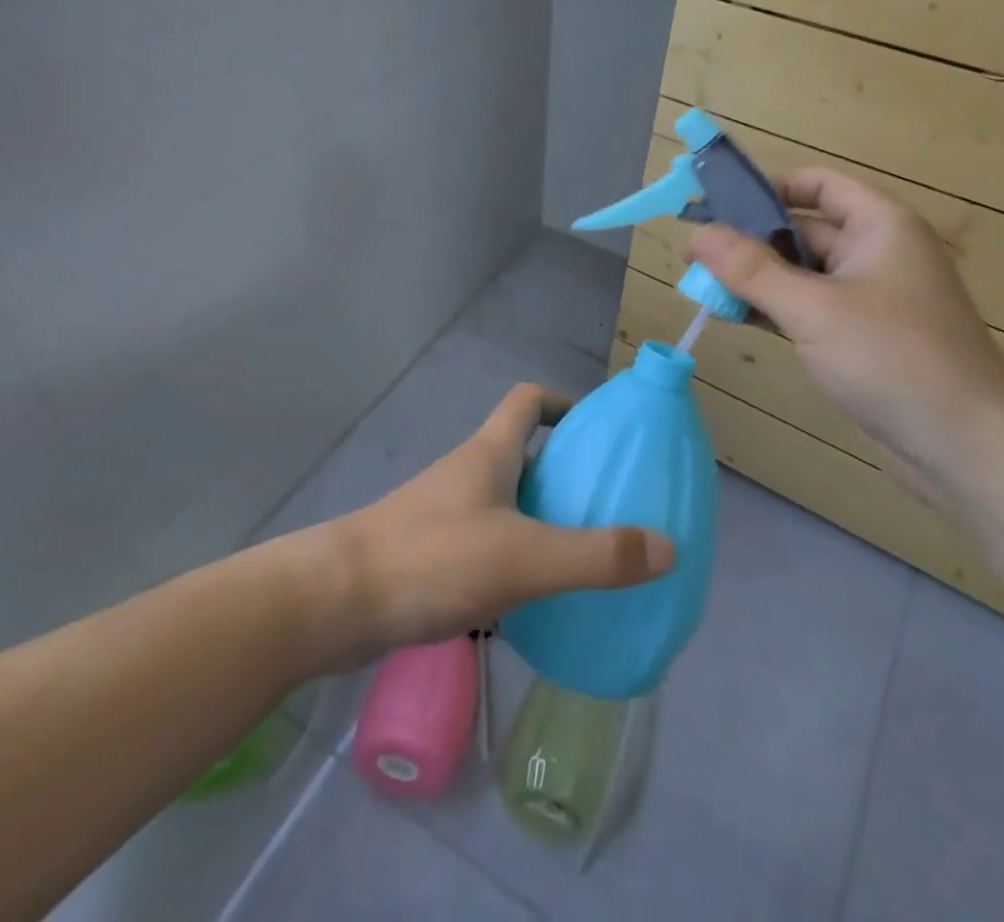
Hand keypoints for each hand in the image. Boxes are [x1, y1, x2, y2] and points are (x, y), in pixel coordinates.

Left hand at [322, 384, 676, 665]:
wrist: (335, 602)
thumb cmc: (433, 559)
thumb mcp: (525, 558)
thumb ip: (597, 556)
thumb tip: (669, 547)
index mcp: (490, 453)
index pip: (527, 400)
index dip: (562, 403)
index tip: (596, 432)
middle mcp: (467, 473)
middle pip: (522, 454)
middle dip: (563, 473)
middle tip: (605, 507)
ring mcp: (443, 513)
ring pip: (504, 503)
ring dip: (539, 520)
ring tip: (579, 558)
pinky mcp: (428, 553)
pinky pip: (484, 543)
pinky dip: (511, 558)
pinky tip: (529, 600)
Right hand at [688, 171, 1003, 494]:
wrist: (967, 446)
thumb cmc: (892, 357)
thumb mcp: (812, 308)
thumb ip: (750, 269)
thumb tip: (696, 234)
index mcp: (879, 226)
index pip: (818, 186)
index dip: (769, 189)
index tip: (718, 206)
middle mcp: (876, 253)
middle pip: (803, 231)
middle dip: (750, 242)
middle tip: (694, 257)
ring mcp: (870, 299)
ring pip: (802, 275)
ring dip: (757, 280)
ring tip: (702, 289)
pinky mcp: (862, 339)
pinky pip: (809, 309)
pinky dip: (775, 310)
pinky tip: (736, 318)